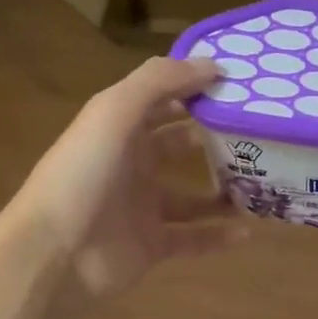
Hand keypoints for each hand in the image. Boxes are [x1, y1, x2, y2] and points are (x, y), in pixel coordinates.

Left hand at [6, 55, 247, 299]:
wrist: (53, 254)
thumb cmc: (82, 175)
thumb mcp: (114, 112)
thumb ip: (159, 82)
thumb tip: (212, 64)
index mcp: (120, 128)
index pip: (163, 99)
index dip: (196, 89)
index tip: (241, 85)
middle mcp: (132, 164)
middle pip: (180, 145)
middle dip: (215, 138)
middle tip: (261, 133)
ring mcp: (142, 208)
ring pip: (192, 196)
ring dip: (224, 189)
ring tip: (263, 182)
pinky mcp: (152, 246)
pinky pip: (193, 239)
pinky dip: (218, 236)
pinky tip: (248, 232)